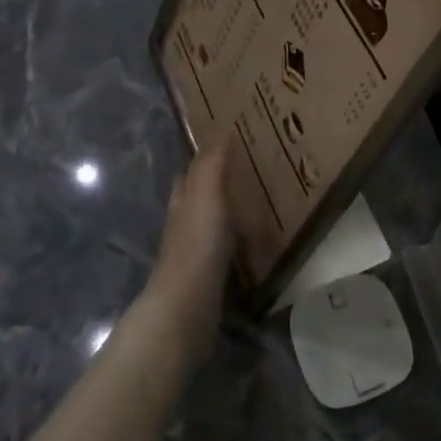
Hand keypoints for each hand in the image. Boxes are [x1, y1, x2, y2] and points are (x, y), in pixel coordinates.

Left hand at [142, 140, 234, 364]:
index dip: (204, 158)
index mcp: (183, 202)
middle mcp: (183, 225)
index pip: (190, 173)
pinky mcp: (207, 280)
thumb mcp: (205, 196)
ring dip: (228, 215)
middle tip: (248, 173)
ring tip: (258, 205)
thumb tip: (219, 131)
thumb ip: (211, 166)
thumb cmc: (196, 246)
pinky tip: (254, 245)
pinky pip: (224, 254)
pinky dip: (236, 244)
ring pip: (210, 226)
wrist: (185, 309)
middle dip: (216, 186)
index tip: (229, 144)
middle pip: (197, 199)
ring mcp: (194, 255)